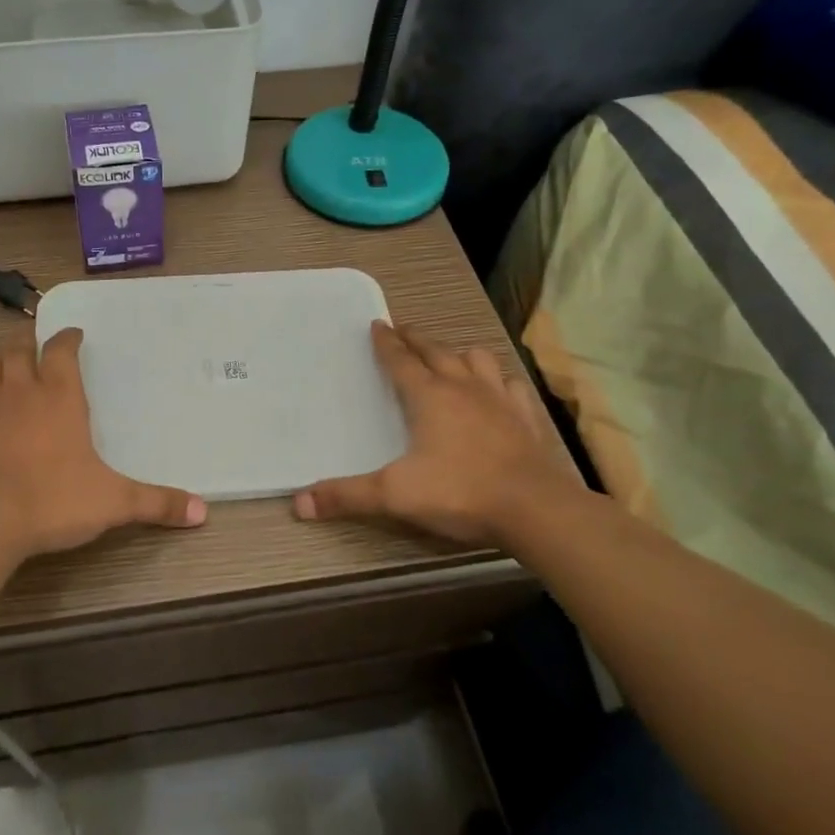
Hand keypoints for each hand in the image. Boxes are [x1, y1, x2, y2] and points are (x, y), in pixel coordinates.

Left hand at [0, 327, 206, 560]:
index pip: (59, 351)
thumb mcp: (113, 502)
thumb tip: (202, 512)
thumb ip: (156, 504)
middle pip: (18, 351)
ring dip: (1, 358)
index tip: (74, 334)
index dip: (66, 338)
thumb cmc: (53, 499)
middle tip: (36, 340)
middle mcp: (22, 394)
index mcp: (59, 397)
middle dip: (28, 341)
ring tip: (10, 360)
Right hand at [294, 321, 579, 545]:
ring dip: (459, 354)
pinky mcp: (526, 419)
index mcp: (429, 397)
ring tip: (451, 356)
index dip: (386, 343)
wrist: (535, 510)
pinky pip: (512, 387)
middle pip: (437, 352)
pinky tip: (499, 389)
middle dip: (417, 340)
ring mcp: (500, 401)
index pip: (401, 360)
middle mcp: (464, 388)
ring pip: (477, 360)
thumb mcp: (394, 496)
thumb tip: (298, 502)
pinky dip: (500, 381)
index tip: (377, 324)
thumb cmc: (460, 493)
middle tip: (404, 330)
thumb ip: (346, 496)